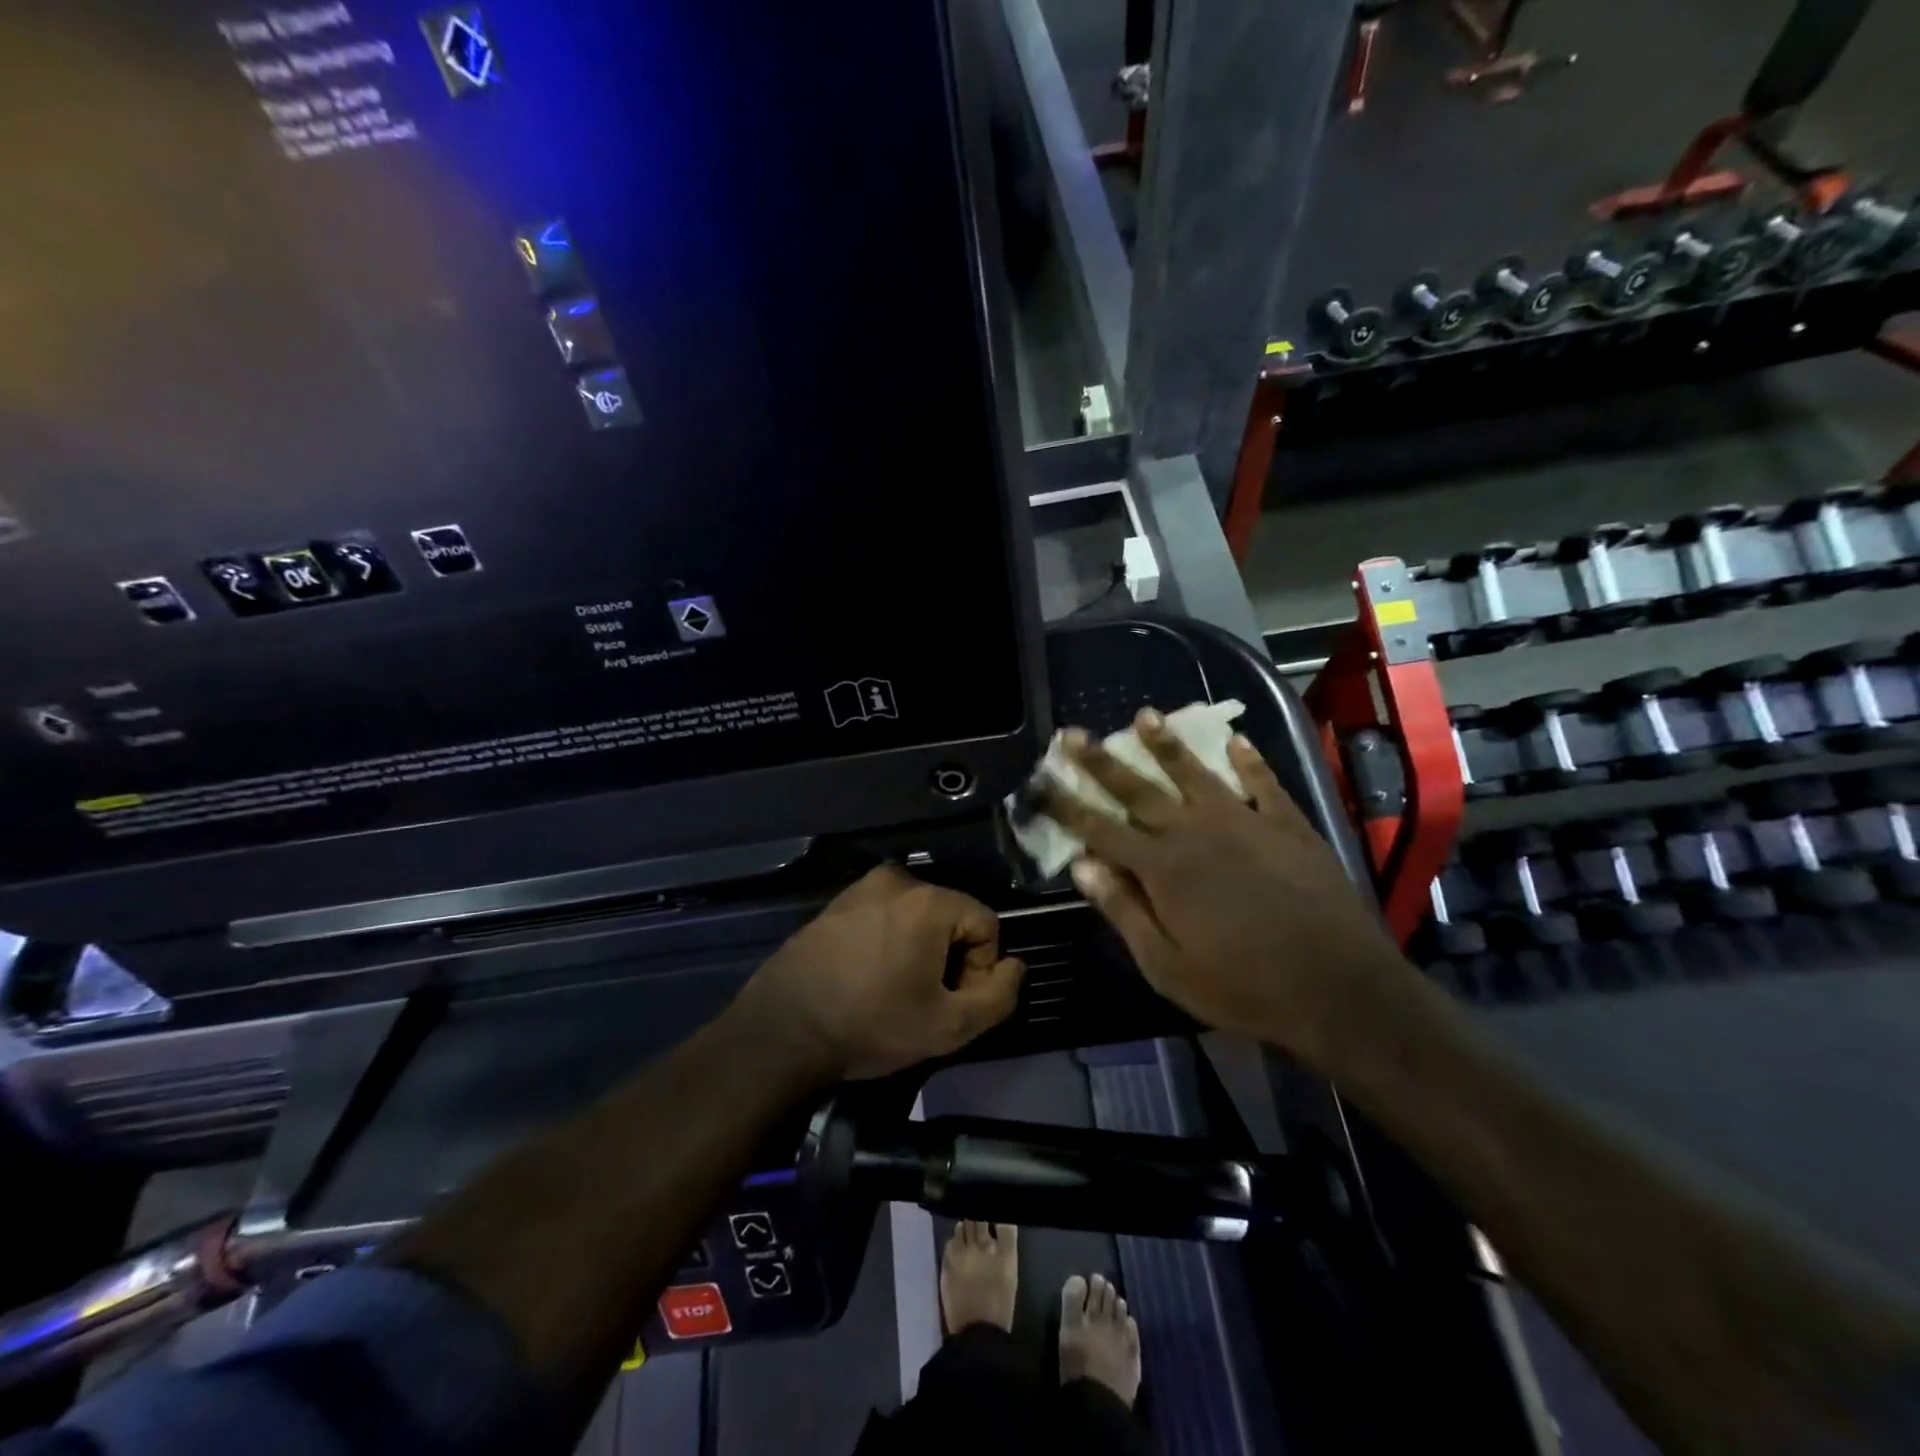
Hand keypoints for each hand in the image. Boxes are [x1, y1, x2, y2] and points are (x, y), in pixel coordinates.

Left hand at [735, 866, 1025, 1080]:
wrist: (783, 1030)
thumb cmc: (871, 1025)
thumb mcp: (949, 1027)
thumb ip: (998, 996)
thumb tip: (1014, 967)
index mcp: (927, 900)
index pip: (986, 923)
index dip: (981, 968)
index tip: (953, 1002)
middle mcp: (895, 880)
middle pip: (951, 916)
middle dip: (951, 958)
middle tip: (926, 1001)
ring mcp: (859, 889)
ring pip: (916, 917)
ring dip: (920, 951)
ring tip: (896, 992)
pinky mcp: (835, 905)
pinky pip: (883, 917)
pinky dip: (889, 943)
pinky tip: (869, 979)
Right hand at [1042, 712, 1413, 1070]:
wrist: (1340, 988)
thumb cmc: (1244, 987)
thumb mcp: (1168, 967)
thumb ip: (1124, 912)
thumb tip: (1082, 867)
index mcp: (1162, 869)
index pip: (1100, 829)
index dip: (1066, 806)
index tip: (1040, 781)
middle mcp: (1195, 833)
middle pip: (1138, 790)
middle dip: (1101, 762)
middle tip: (1073, 733)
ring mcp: (1245, 822)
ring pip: (1195, 773)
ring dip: (1166, 744)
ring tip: (1145, 715)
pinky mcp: (1288, 825)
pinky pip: (1262, 783)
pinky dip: (1248, 761)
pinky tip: (1235, 740)